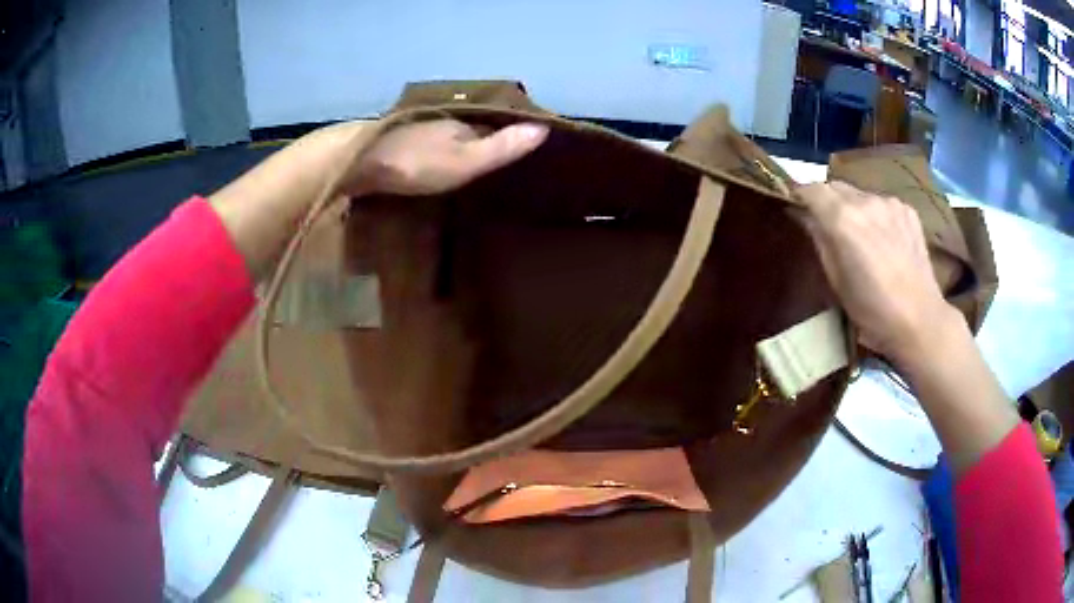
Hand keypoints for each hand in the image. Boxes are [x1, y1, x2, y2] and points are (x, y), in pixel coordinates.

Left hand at [350, 119, 548, 195]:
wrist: (359, 162)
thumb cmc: (416, 163)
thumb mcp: (466, 161)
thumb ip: (502, 147)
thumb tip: (544, 128)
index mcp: (464, 122)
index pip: (498, 123)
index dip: (514, 132)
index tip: (532, 146)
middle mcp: (444, 120)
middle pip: (474, 127)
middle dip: (489, 138)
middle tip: (507, 159)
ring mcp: (420, 129)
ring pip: (451, 135)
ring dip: (464, 145)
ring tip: (480, 164)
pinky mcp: (400, 142)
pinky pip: (432, 144)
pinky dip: (442, 152)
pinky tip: (442, 165)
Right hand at [797, 181, 956, 363]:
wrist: (919, 320)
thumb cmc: (872, 311)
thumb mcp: (835, 281)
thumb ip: (819, 240)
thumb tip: (804, 216)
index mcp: (843, 219)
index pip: (810, 189)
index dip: (799, 196)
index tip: (796, 209)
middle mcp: (865, 201)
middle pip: (835, 186)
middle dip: (826, 201)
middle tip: (827, 226)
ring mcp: (889, 203)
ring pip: (859, 194)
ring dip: (853, 208)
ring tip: (860, 236)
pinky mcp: (907, 210)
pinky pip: (881, 203)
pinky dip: (875, 214)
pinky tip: (883, 240)